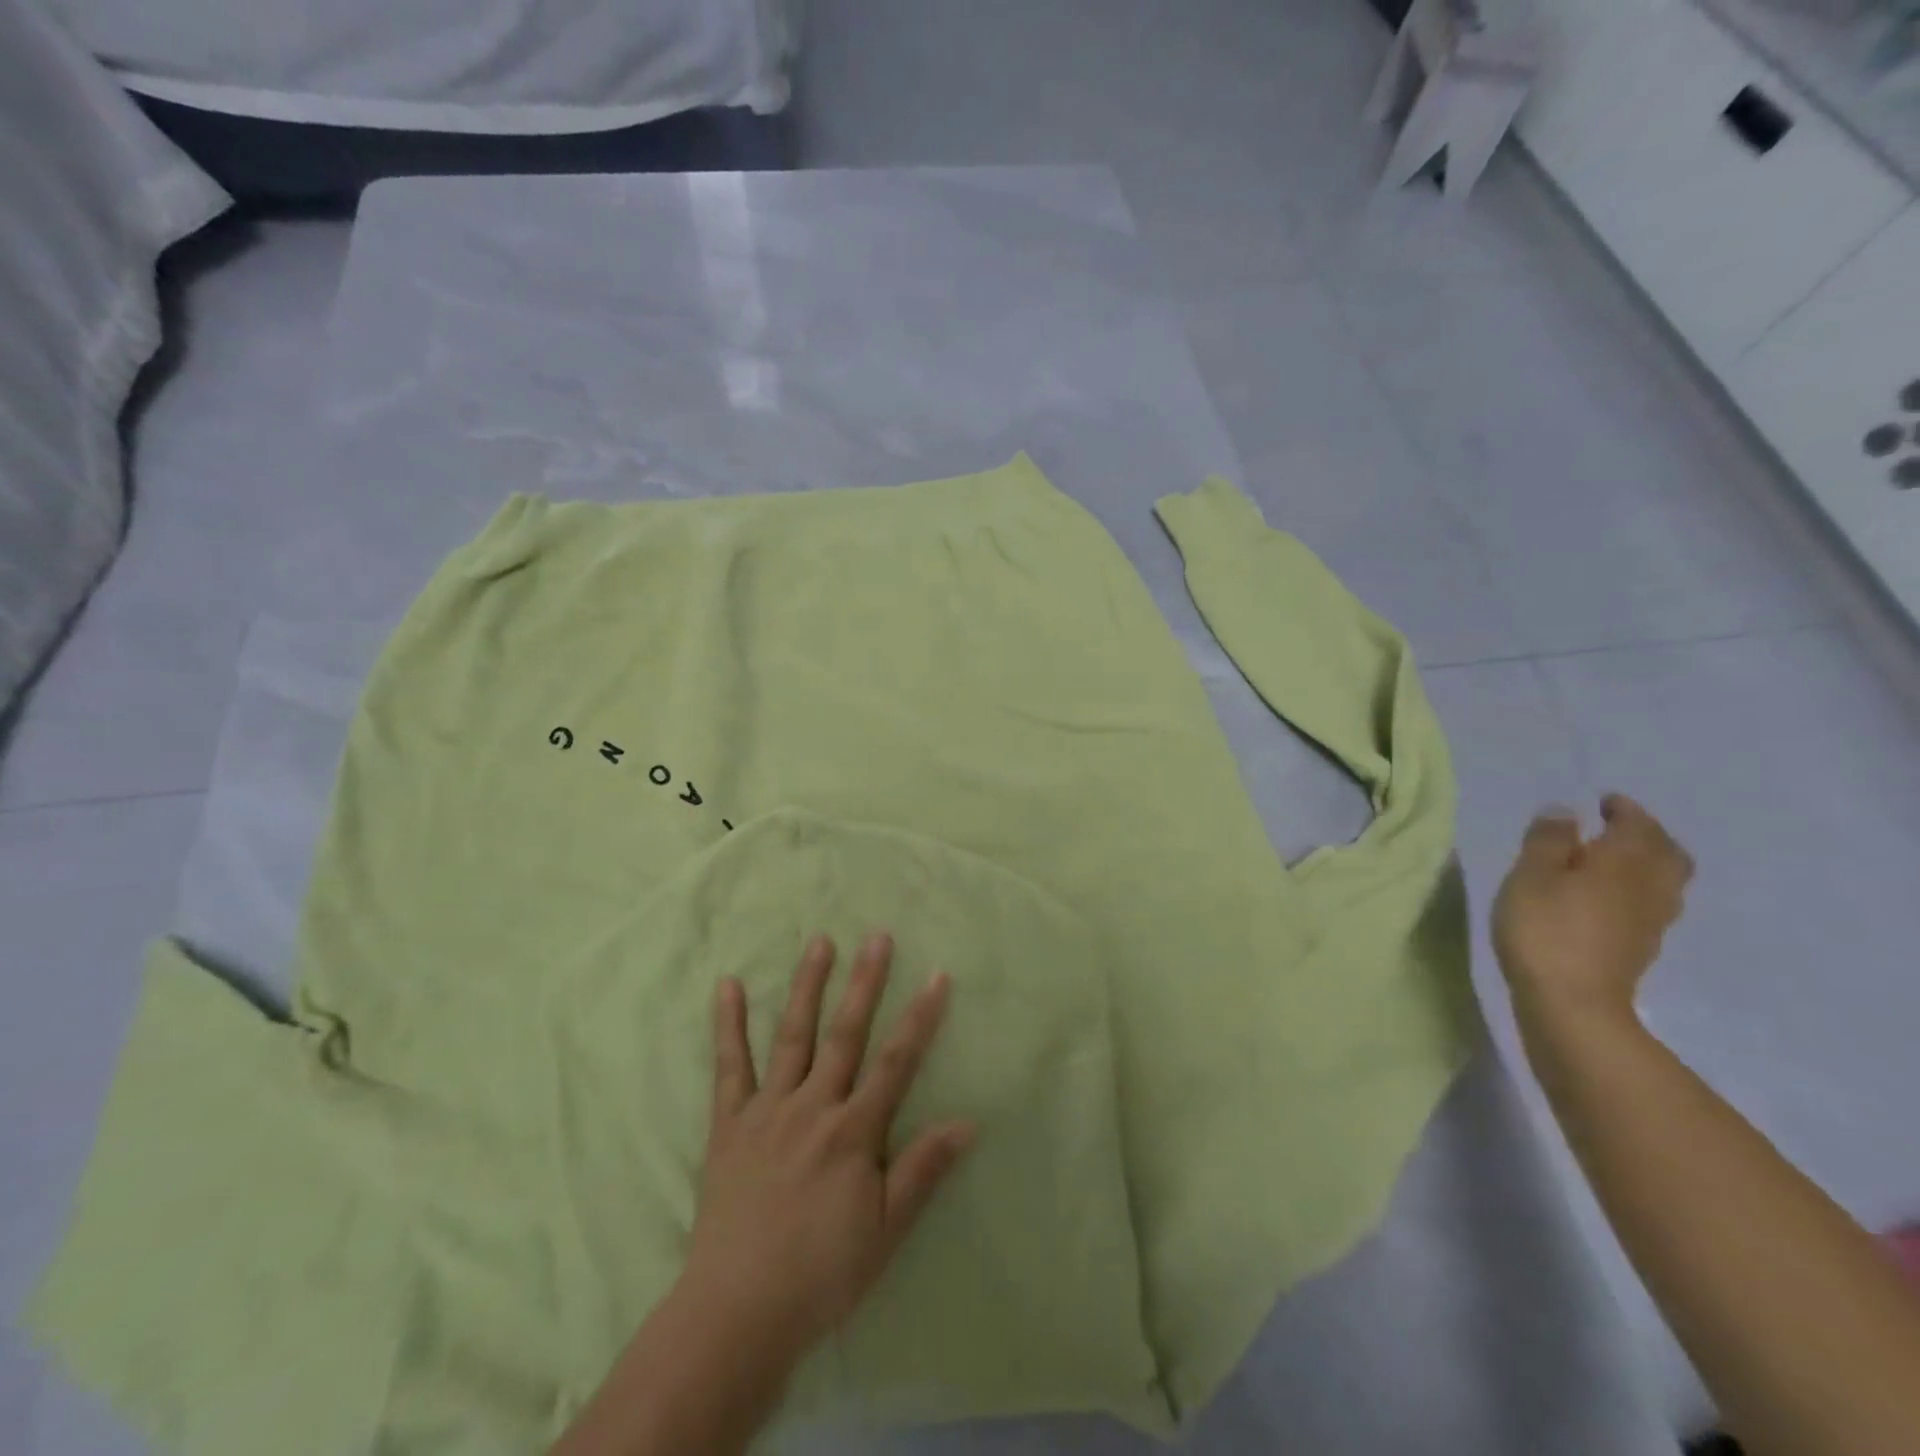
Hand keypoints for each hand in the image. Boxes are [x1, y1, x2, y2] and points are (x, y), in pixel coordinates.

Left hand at [676, 932, 974, 1366]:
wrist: (736, 1314)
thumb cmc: (821, 1274)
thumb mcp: (885, 1232)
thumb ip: (923, 1170)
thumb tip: (969, 1121)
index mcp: (853, 1132)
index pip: (897, 1062)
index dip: (920, 1017)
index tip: (937, 975)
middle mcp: (813, 1106)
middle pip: (845, 1033)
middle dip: (865, 982)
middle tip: (878, 936)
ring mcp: (767, 1110)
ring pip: (792, 1036)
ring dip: (807, 985)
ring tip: (820, 941)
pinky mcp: (729, 1124)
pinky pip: (728, 1067)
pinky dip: (728, 1024)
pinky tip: (728, 985)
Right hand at [1492, 794, 1694, 1025]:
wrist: (1572, 1001)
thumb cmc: (1544, 927)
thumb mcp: (1530, 874)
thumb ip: (1548, 840)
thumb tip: (1566, 812)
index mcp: (1626, 861)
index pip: (1638, 825)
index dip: (1624, 810)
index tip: (1605, 802)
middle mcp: (1650, 886)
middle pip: (1667, 853)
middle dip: (1647, 835)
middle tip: (1617, 828)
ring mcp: (1652, 921)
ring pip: (1665, 881)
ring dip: (1646, 863)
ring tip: (1612, 861)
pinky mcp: (1641, 947)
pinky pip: (1651, 904)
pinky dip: (1637, 890)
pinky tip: (1609, 897)